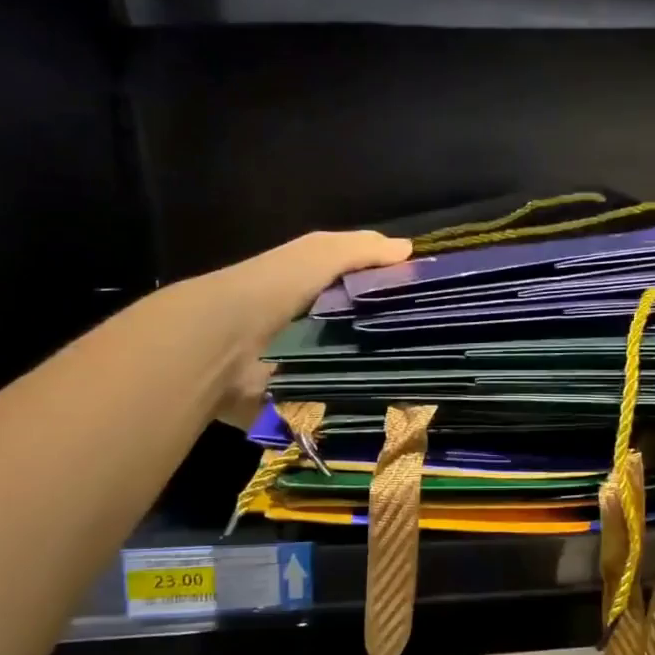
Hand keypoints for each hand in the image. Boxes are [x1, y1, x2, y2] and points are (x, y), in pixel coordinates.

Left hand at [199, 229, 411, 427]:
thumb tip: (411, 250)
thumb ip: (363, 250)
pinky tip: (390, 404)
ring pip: (355, 367)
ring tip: (421, 379)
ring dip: (378, 373)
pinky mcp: (300, 398)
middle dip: (393, 338)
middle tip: (434, 348)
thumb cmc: (273, 289)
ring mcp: (306, 363)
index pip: (363, 288)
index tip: (432, 304)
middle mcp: (311, 323)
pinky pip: (338, 402)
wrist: (220, 346)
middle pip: (362, 329)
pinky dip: (357, 404)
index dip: (394, 291)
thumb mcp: (320, 253)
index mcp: (314, 287)